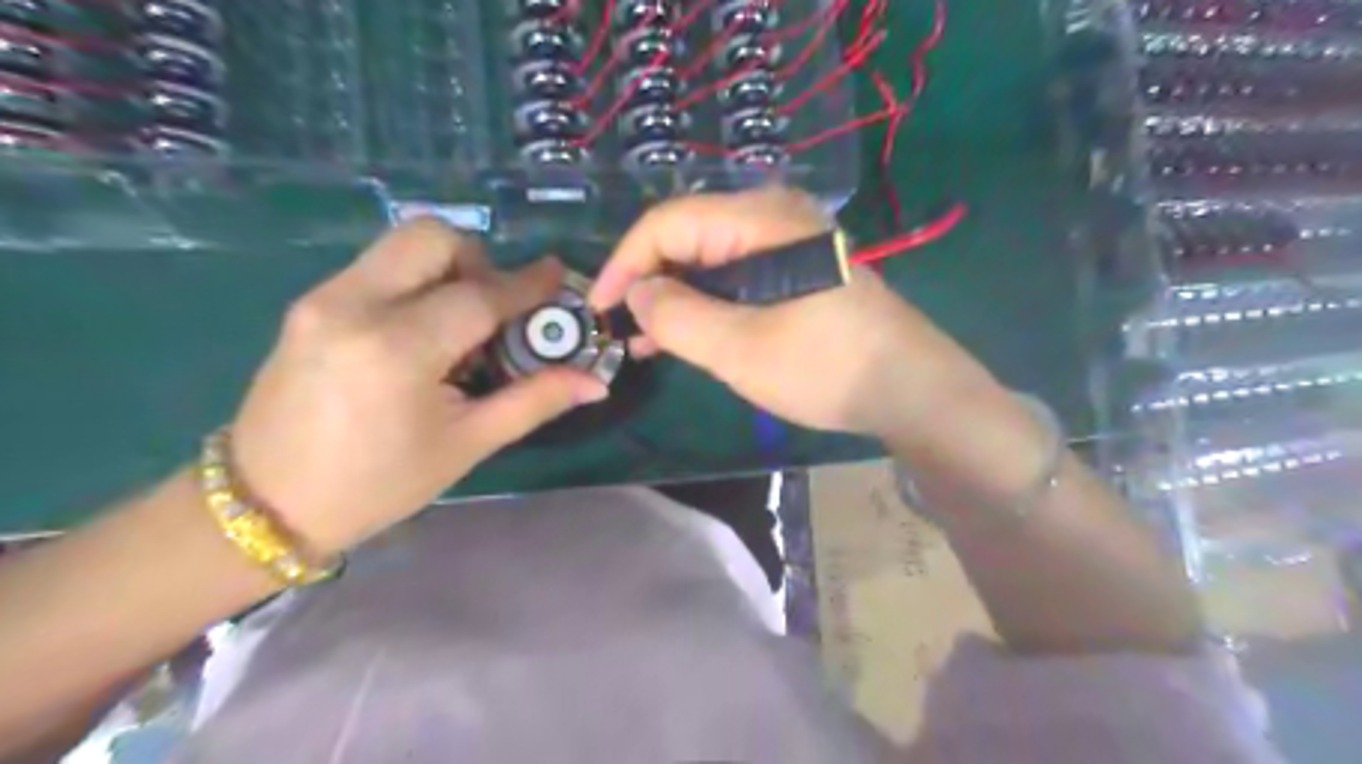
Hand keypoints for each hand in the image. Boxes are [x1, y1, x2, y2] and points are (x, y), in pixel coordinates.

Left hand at [231, 217, 603, 558]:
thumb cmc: (378, 483)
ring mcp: (323, 298)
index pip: (479, 296)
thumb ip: (534, 401)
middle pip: (432, 237)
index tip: (559, 278)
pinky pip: (379, 267)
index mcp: (397, 349)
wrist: (266, 504)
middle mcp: (354, 305)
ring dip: (447, 269)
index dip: (528, 285)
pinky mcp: (310, 303)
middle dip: (479, 261)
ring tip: (460, 324)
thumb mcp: (466, 445)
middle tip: (494, 309)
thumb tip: (594, 382)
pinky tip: (423, 333)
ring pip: (403, 244)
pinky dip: (417, 282)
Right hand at [590, 186, 997, 440]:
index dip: (625, 261)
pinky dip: (705, 304)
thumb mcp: (741, 348)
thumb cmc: (827, 367)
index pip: (669, 221)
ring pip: (709, 260)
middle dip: (648, 280)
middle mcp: (773, 218)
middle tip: (619, 328)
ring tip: (643, 340)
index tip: (597, 306)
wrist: (911, 390)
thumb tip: (638, 293)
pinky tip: (684, 336)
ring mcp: (788, 245)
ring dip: (674, 297)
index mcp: (761, 219)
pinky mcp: (797, 273)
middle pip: (688, 235)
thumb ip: (678, 317)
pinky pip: (735, 278)